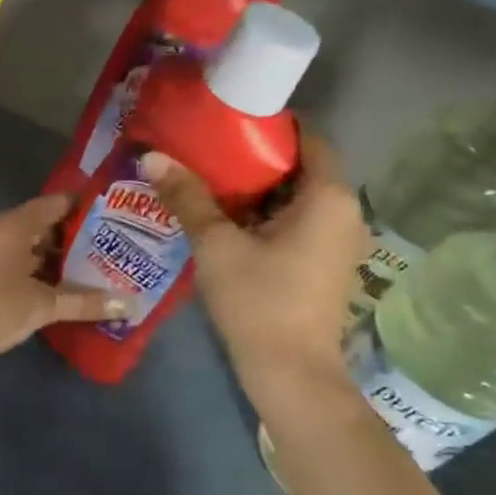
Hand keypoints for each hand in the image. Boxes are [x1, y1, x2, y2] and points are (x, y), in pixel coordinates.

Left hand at [0, 195, 122, 369]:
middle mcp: (0, 232)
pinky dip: (37, 277)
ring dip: (56, 262)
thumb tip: (128, 304)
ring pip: (29, 251)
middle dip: (75, 239)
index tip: (115, 215)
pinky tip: (58, 294)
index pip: (57, 203)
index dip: (85, 206)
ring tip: (93, 273)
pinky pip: (16, 269)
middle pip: (44, 227)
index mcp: (15, 224)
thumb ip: (84, 302)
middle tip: (112, 249)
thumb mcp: (42, 305)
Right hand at [142, 135, 365, 399]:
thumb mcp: (216, 245)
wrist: (290, 374)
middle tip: (206, 149)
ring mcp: (337, 242)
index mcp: (328, 197)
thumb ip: (187, 197)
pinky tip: (224, 219)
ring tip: (207, 180)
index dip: (269, 125)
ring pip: (295, 198)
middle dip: (254, 158)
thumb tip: (151, 156)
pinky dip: (264, 215)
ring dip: (255, 190)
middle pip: (299, 168)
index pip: (309, 137)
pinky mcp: (323, 265)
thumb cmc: (259, 301)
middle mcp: (344, 212)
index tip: (227, 120)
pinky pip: (295, 223)